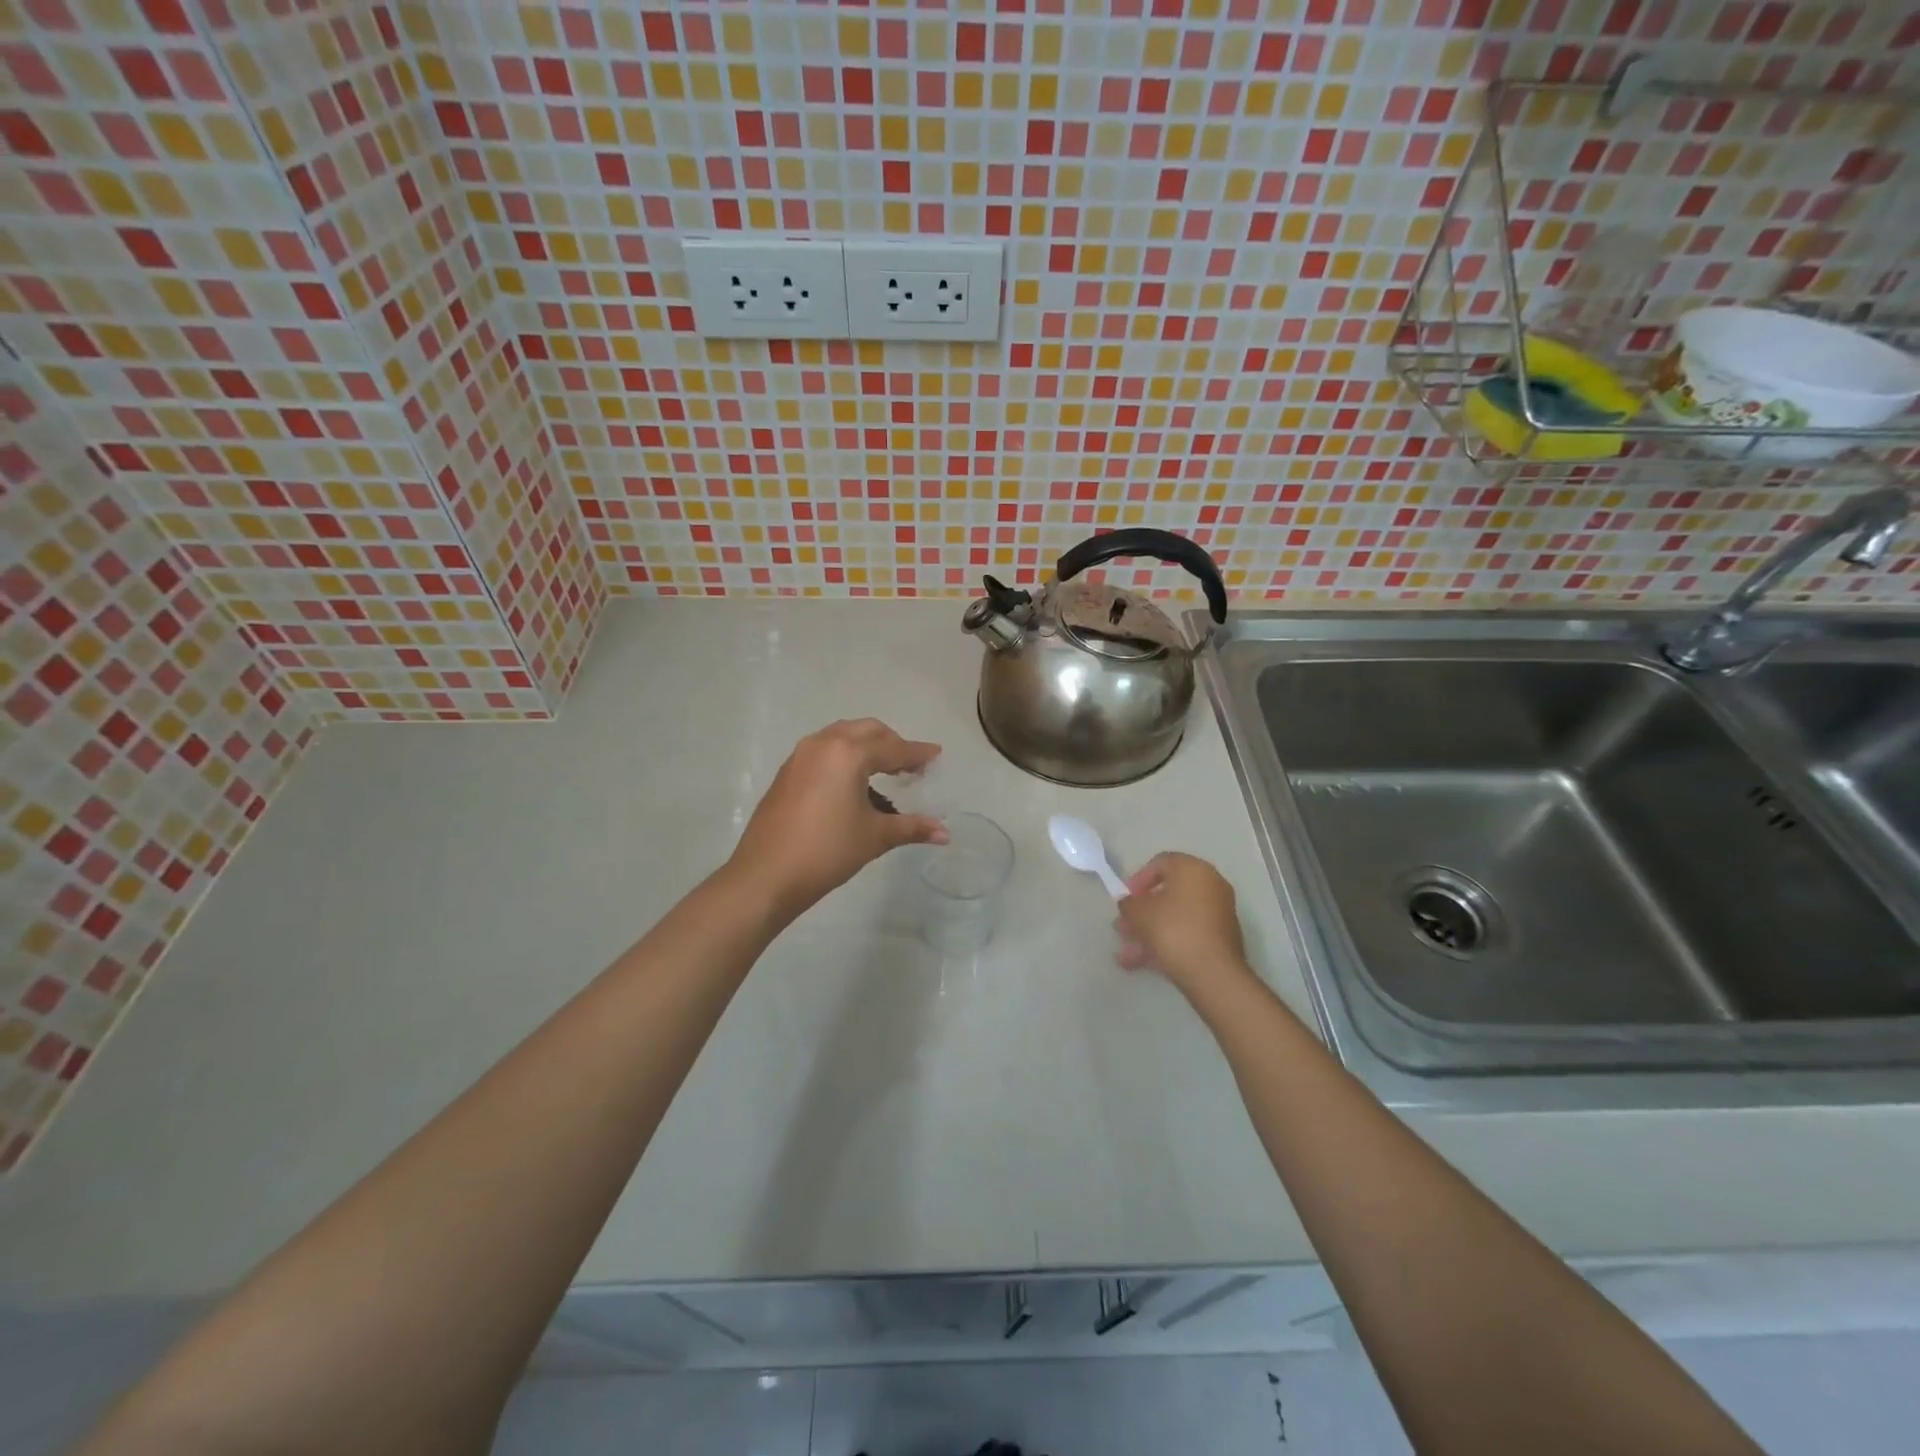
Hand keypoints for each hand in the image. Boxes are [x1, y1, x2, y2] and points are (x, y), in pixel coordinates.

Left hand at [728, 719, 946, 916]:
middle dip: (892, 744)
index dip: (918, 754)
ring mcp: (800, 756)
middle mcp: (823, 744)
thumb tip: (944, 833)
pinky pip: (824, 752)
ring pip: (842, 737)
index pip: (893, 748)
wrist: (766, 875)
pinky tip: (852, 786)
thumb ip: (912, 827)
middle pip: (867, 731)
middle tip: (910, 766)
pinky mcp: (787, 773)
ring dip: (866, 748)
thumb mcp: (875, 836)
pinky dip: (844, 758)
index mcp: (848, 753)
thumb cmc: (827, 850)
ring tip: (884, 773)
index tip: (936, 755)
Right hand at [1115, 852, 1254, 1001]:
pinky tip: (1142, 963)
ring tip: (1126, 953)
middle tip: (1123, 928)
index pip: (1161, 862)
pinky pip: (1187, 933)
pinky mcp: (1221, 939)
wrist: (1212, 973)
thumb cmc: (1172, 930)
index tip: (1125, 899)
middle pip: (1168, 893)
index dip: (1138, 879)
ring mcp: (1218, 913)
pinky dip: (1166, 943)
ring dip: (1149, 932)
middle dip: (1141, 912)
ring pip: (1175, 917)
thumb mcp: (1138, 912)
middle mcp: (1211, 885)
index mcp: (1193, 869)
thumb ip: (1128, 903)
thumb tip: (1130, 904)